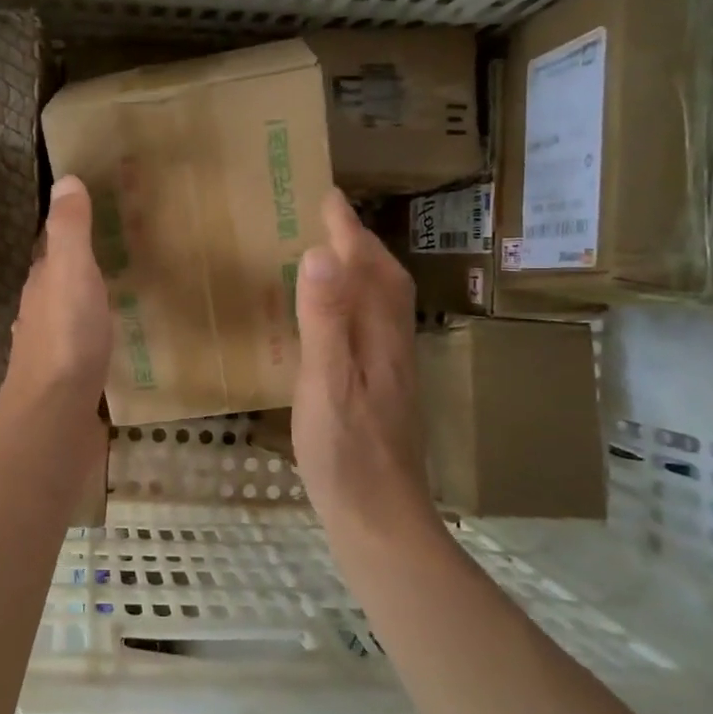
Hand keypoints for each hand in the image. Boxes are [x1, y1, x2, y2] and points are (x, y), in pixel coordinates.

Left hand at [2, 175, 113, 411]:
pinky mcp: (68, 380)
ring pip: (70, 315)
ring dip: (89, 302)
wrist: (55, 415)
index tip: (100, 216)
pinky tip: (116, 342)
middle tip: (123, 254)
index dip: (71, 231)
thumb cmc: (66, 338)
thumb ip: (70, 230)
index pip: (52, 248)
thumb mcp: (71, 272)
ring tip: (124, 293)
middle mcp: (40, 313)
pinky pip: (83, 347)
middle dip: (83, 267)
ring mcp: (52, 350)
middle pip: (60, 282)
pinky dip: (97, 336)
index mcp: (42, 285)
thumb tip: (65, 180)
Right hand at [292, 190, 430, 528]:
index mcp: (379, 338)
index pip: (368, 270)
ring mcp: (391, 370)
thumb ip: (325, 321)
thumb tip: (320, 255)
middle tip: (329, 219)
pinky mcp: (381, 391)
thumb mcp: (326, 383)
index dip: (347, 232)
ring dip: (361, 272)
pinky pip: (371, 328)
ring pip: (382, 306)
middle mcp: (393, 346)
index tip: (327, 196)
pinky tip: (335, 320)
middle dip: (360, 244)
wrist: (379, 517)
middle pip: (385, 283)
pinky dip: (355, 305)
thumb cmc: (345, 452)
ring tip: (332, 257)